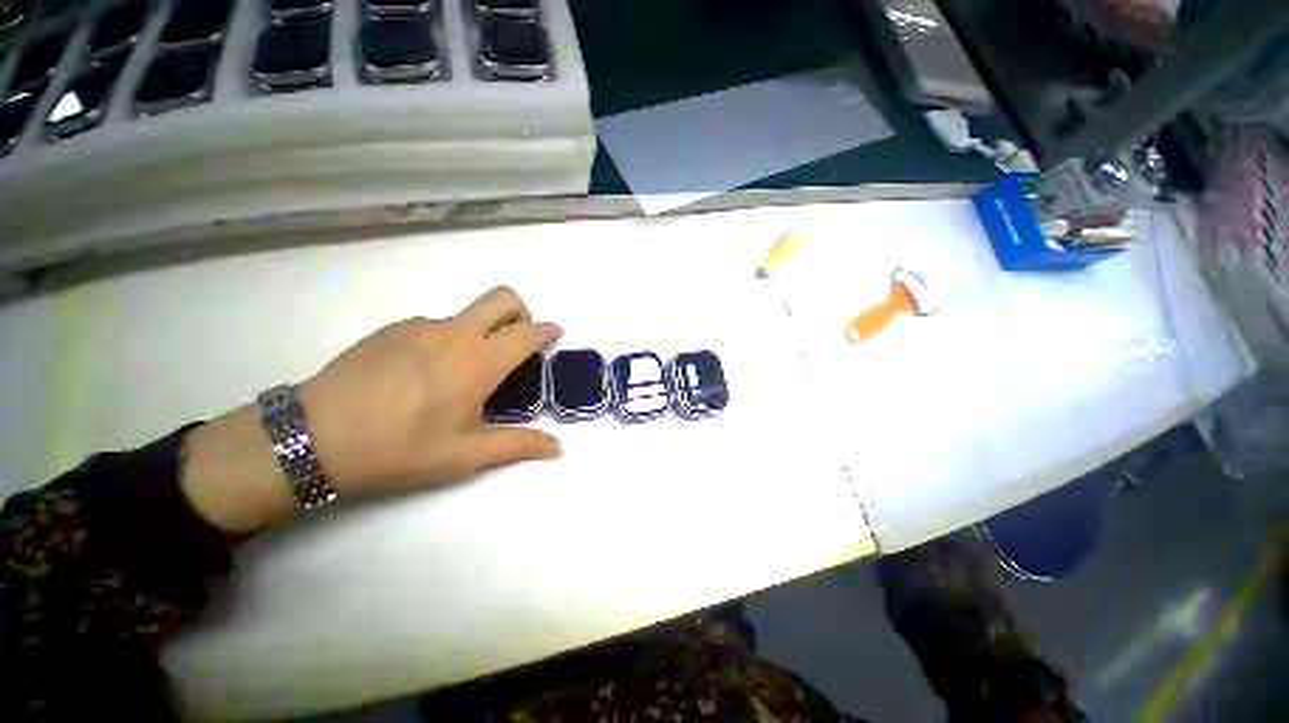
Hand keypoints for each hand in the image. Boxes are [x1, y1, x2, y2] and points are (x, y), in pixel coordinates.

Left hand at [181, 287, 561, 532]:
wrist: (311, 437)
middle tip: (515, 344)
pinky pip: (438, 325)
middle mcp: (454, 333)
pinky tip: (426, 374)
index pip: (527, 332)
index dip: (548, 330)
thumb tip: (557, 447)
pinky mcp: (393, 328)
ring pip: (469, 314)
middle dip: (521, 312)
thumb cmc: (398, 449)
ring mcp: (420, 326)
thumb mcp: (464, 455)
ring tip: (463, 374)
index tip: (554, 336)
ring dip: (482, 332)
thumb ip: (518, 445)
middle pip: (503, 297)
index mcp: (477, 363)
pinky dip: (450, 340)